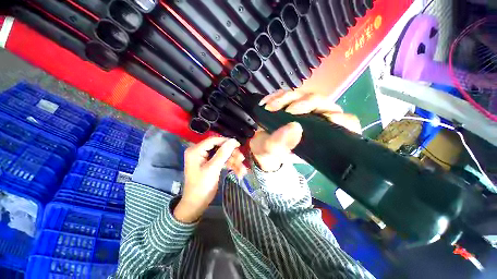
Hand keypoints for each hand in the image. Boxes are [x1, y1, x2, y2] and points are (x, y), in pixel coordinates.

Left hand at [174, 137, 245, 222]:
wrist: (196, 204)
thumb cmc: (201, 186)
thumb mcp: (213, 168)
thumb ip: (223, 153)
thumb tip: (233, 140)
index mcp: (196, 150)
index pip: (213, 140)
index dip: (226, 141)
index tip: (238, 145)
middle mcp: (200, 152)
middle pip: (220, 148)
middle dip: (232, 154)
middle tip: (242, 159)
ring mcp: (206, 159)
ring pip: (223, 155)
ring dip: (233, 162)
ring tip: (243, 170)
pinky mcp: (211, 165)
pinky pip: (223, 162)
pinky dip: (231, 166)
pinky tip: (239, 172)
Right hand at [250, 90, 361, 171]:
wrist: (259, 147)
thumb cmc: (269, 154)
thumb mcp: (272, 154)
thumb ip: (281, 145)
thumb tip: (294, 127)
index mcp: (318, 139)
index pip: (345, 126)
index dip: (342, 120)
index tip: (328, 120)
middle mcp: (314, 123)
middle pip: (323, 104)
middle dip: (305, 103)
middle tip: (287, 111)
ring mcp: (302, 112)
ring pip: (305, 96)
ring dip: (286, 98)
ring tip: (269, 107)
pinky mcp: (290, 104)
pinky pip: (288, 94)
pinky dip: (277, 96)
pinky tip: (266, 103)